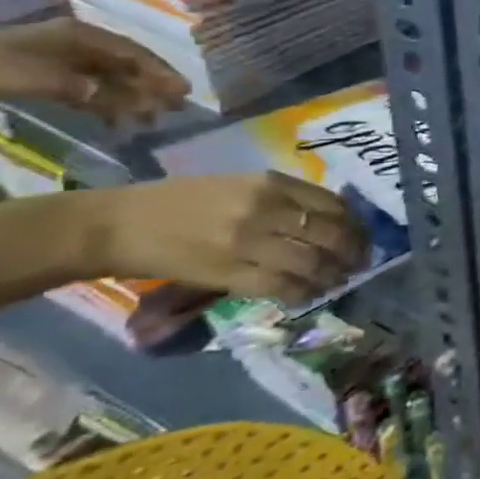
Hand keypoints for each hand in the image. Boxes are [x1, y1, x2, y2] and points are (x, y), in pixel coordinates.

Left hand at [0, 19, 187, 123]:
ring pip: (110, 79)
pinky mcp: (48, 76)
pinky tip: (115, 120)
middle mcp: (79, 45)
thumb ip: (86, 89)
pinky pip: (90, 89)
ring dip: (132, 98)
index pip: (134, 54)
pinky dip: (107, 104)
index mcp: (82, 37)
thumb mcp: (36, 78)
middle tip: (175, 108)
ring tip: (149, 119)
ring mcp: (63, 60)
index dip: (161, 72)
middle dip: (152, 86)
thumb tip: (128, 100)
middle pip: (126, 66)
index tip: (184, 91)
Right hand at [82, 172, 366, 301]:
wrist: (117, 225)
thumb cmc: (180, 201)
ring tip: (338, 281)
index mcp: (270, 183)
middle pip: (330, 234)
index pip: (332, 205)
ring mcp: (248, 243)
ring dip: (332, 275)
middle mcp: (266, 209)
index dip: (355, 224)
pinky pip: (281, 286)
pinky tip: (308, 295)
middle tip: (359, 263)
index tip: (362, 236)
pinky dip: (303, 292)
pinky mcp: (228, 274)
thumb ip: (284, 198)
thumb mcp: (240, 185)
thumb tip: (328, 219)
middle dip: (352, 251)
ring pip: (311, 263)